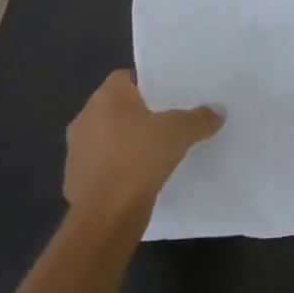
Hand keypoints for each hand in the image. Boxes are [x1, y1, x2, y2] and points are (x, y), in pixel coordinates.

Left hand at [64, 70, 222, 220]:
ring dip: (124, 141)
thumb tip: (219, 110)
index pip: (124, 77)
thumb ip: (199, 118)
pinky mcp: (74, 179)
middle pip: (114, 106)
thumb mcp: (180, 133)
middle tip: (166, 120)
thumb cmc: (140, 158)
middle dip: (137, 113)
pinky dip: (116, 166)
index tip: (166, 95)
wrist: (106, 215)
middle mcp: (85, 117)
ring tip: (154, 150)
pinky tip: (138, 176)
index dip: (146, 83)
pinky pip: (101, 163)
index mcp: (107, 98)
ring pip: (106, 136)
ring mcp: (76, 150)